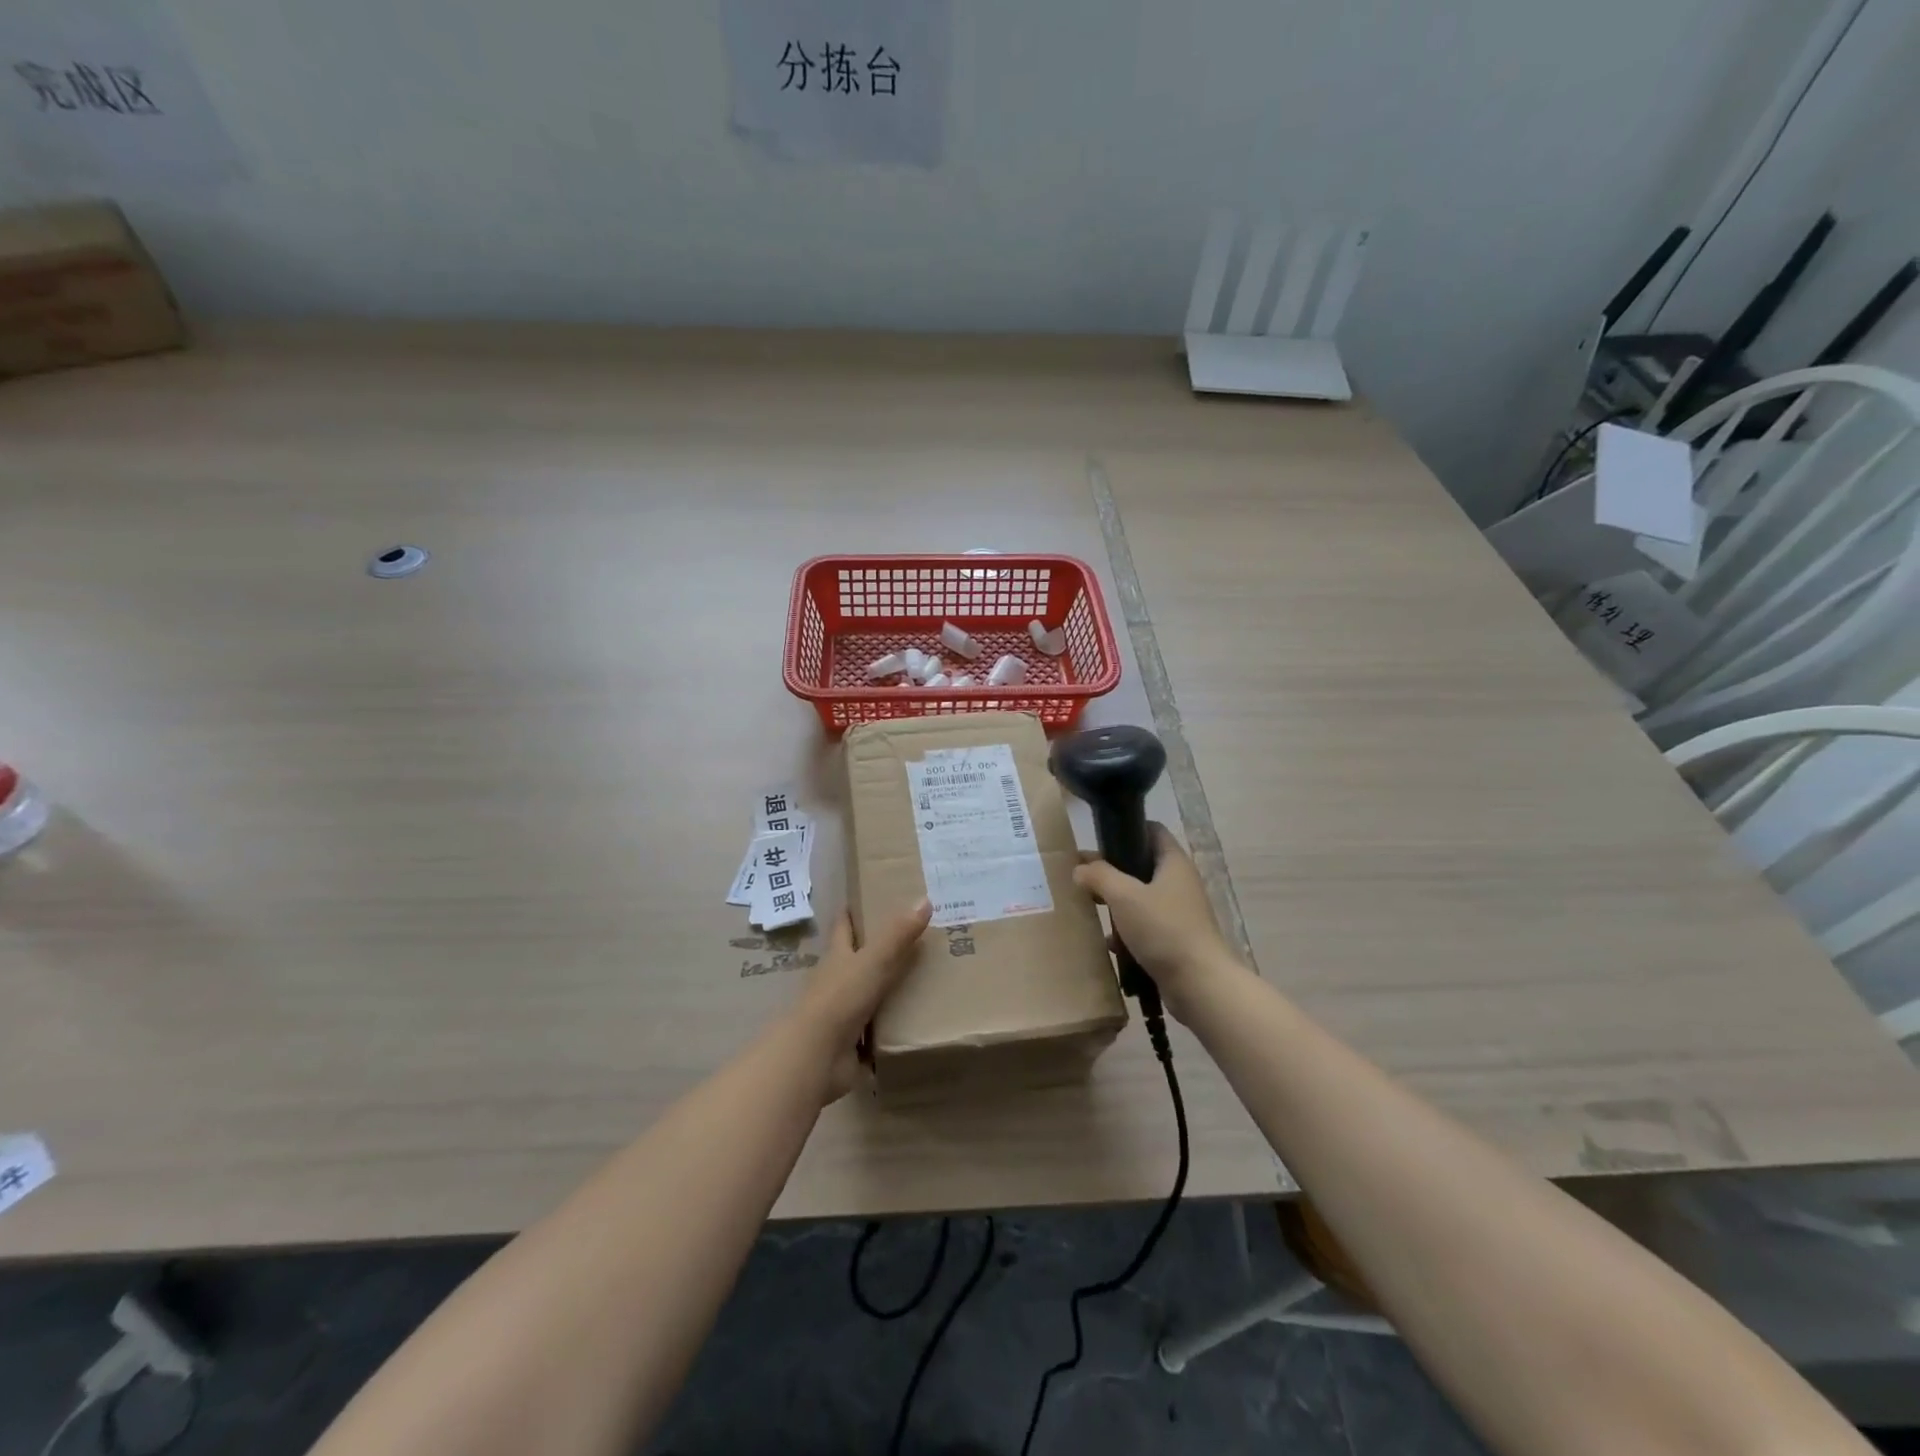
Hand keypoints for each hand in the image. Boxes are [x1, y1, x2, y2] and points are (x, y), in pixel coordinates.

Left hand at [794, 898, 932, 1100]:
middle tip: (914, 940)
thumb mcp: (873, 961)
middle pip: (857, 961)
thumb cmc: (840, 998)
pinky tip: (915, 1025)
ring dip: (888, 992)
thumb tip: (924, 899)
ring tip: (924, 982)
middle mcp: (836, 982)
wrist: (817, 1056)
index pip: (844, 927)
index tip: (869, 898)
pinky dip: (891, 1029)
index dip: (853, 912)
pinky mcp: (851, 1045)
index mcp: (837, 957)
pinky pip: (876, 1033)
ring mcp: (842, 1015)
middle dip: (878, 952)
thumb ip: (898, 934)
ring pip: (868, 997)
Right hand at [1073, 824, 1236, 1009]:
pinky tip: (1109, 942)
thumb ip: (1099, 876)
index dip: (1126, 829)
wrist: (1199, 984)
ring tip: (1091, 907)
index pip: (1152, 830)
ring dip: (1117, 902)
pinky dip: (1127, 930)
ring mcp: (1179, 912)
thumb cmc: (1163, 930)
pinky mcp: (1175, 938)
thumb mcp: (1124, 896)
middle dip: (1113, 870)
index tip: (1098, 840)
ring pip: (1141, 897)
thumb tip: (1080, 867)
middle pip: (1142, 865)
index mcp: (1174, 863)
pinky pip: (1145, 925)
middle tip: (1085, 877)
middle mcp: (1180, 882)